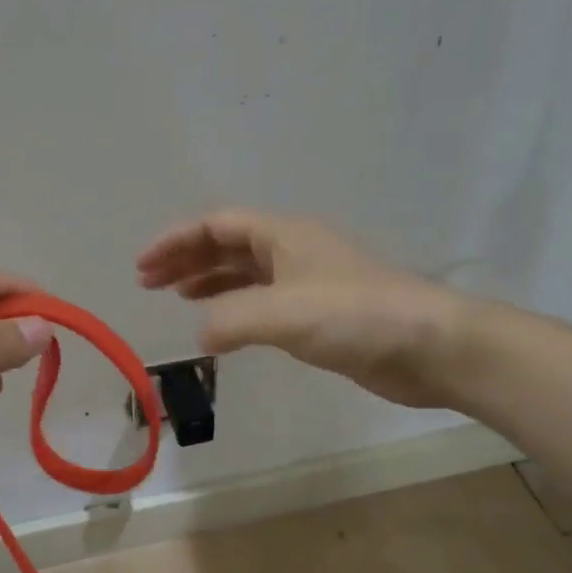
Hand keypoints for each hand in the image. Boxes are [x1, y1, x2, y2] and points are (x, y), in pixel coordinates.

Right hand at [136, 209, 475, 407]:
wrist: (429, 346)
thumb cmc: (355, 316)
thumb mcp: (283, 313)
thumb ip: (231, 319)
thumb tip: (199, 333)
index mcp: (282, 236)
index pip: (216, 226)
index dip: (176, 241)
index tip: (142, 266)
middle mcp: (292, 251)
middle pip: (227, 245)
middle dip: (186, 260)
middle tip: (150, 283)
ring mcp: (307, 282)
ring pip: (245, 274)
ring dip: (209, 282)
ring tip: (177, 298)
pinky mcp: (320, 315)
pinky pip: (263, 302)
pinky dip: (236, 308)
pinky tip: (224, 326)